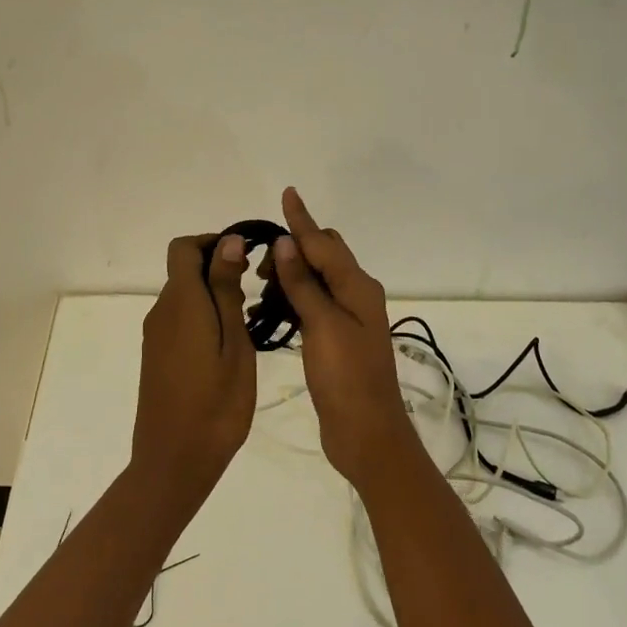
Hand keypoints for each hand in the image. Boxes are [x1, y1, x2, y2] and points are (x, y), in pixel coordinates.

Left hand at [133, 233, 255, 496]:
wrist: (174, 462)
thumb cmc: (216, 404)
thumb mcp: (234, 344)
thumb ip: (227, 290)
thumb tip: (228, 241)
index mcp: (181, 302)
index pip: (184, 247)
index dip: (213, 243)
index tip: (246, 260)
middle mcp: (162, 311)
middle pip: (184, 270)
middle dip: (218, 269)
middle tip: (257, 294)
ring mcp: (155, 335)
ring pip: (184, 296)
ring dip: (213, 296)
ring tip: (248, 322)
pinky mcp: (156, 355)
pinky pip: (179, 320)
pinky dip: (203, 318)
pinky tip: (227, 346)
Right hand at [270, 187, 412, 488]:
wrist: (367, 433)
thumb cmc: (346, 378)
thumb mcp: (322, 326)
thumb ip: (304, 284)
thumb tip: (287, 243)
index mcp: (358, 287)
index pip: (324, 242)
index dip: (302, 219)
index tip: (287, 193)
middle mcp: (357, 295)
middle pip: (325, 255)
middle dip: (294, 247)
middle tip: (260, 261)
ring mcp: (350, 318)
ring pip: (319, 278)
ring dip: (292, 273)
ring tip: (259, 284)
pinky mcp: (339, 338)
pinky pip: (315, 302)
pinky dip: (295, 296)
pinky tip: (273, 307)